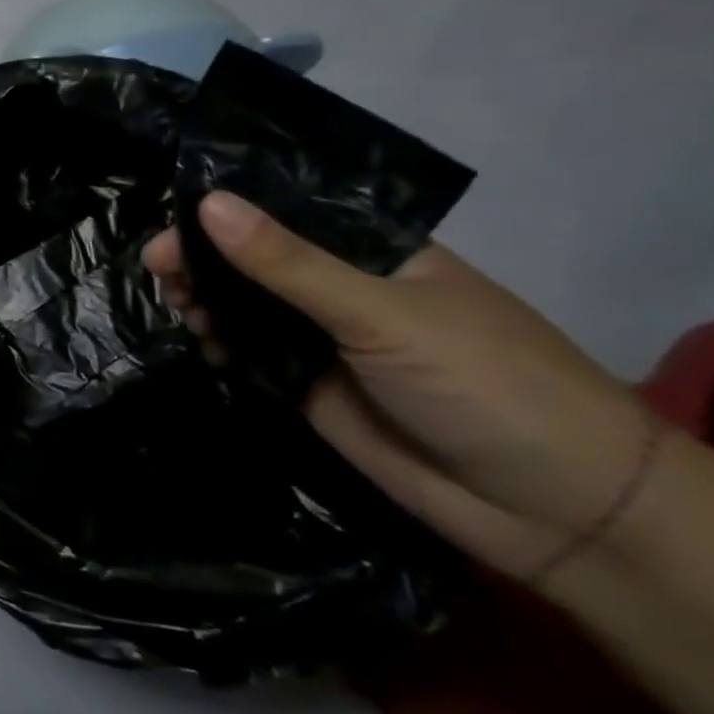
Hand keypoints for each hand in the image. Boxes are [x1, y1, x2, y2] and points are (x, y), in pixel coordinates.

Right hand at [143, 192, 655, 582]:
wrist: (554, 510)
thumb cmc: (483, 382)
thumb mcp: (380, 313)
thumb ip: (289, 263)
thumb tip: (206, 202)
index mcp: (371, 250)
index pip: (282, 211)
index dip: (223, 209)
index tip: (170, 216)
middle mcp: (341, 287)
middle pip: (253, 258)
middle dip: (203, 257)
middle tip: (159, 267)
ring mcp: (323, 338)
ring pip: (244, 305)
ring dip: (205, 299)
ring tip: (180, 307)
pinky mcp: (308, 385)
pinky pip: (249, 352)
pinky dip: (220, 344)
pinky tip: (205, 344)